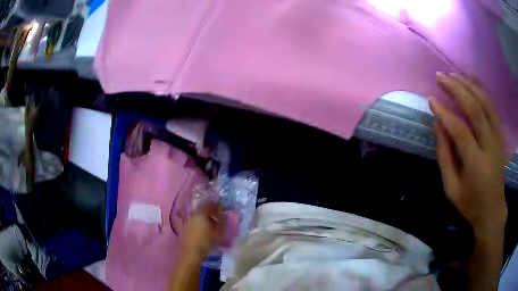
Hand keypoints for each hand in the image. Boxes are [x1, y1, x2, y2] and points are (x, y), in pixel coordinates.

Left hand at [180, 202, 222, 258]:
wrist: (191, 252)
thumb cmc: (206, 241)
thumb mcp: (218, 232)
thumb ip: (222, 222)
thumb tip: (225, 215)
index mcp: (201, 212)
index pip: (209, 204)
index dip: (216, 205)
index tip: (222, 208)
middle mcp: (193, 214)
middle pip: (203, 209)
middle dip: (211, 211)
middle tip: (218, 216)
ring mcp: (188, 221)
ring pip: (198, 216)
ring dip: (205, 218)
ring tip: (212, 224)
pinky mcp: (185, 228)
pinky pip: (195, 221)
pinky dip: (200, 223)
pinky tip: (204, 230)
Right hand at [429, 73, 506, 237]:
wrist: (493, 210)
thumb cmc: (471, 203)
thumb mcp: (452, 189)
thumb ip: (445, 158)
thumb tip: (438, 126)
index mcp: (476, 164)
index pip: (460, 130)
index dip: (445, 113)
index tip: (431, 99)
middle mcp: (490, 146)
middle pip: (475, 109)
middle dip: (457, 90)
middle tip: (440, 77)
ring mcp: (498, 139)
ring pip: (485, 103)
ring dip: (469, 86)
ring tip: (453, 75)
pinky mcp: (501, 136)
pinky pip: (493, 107)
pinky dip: (483, 91)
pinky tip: (473, 79)